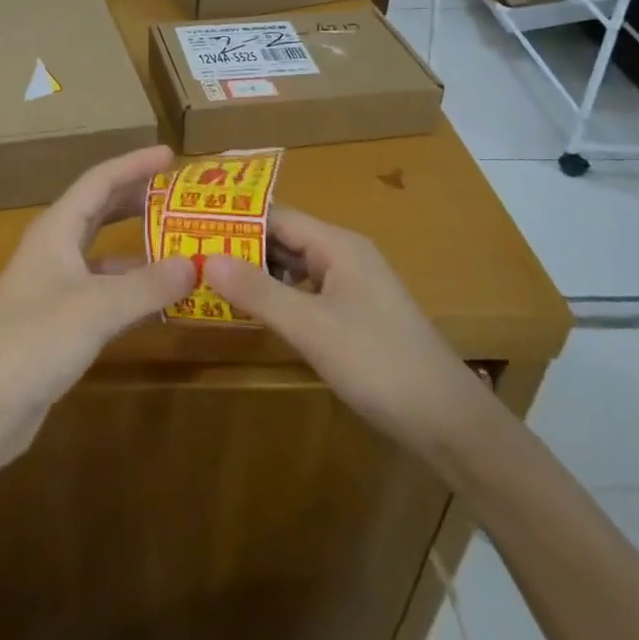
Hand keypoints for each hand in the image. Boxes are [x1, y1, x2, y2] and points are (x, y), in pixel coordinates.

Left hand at [0, 145, 194, 470]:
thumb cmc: (34, 340)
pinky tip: (159, 299)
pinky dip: (131, 286)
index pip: (99, 181)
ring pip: (103, 251)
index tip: (170, 154)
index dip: (134, 164)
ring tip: (179, 242)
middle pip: (100, 210)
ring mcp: (55, 285)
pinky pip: (104, 288)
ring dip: (138, 244)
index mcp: (56, 229)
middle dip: (137, 198)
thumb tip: (196, 264)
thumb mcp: (97, 309)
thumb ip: (148, 285)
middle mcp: (54, 248)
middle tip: (179, 194)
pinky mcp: (59, 320)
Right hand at [205, 206, 482, 455]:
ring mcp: (352, 287)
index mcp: (337, 245)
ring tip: (209, 279)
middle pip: (284, 240)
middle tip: (190, 254)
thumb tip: (205, 257)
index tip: (191, 225)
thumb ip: (258, 291)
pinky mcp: (355, 316)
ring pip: (294, 268)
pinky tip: (252, 311)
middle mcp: (345, 256)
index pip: (276, 216)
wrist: (449, 423)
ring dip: (257, 273)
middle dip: (241, 246)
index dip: (234, 219)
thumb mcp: (310, 327)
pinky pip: (307, 293)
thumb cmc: (377, 363)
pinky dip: (278, 297)